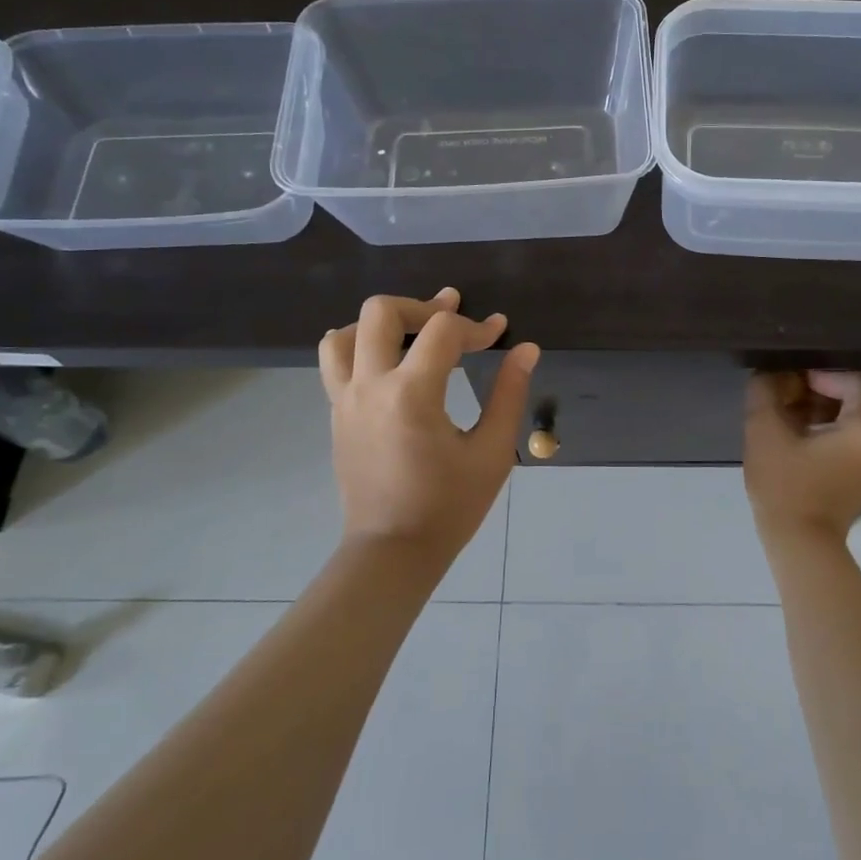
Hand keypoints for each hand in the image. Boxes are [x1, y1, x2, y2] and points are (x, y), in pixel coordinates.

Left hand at [319, 288, 539, 558]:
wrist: (392, 552)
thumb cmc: (449, 507)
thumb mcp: (492, 452)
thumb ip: (509, 394)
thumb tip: (526, 349)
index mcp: (411, 394)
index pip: (443, 331)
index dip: (476, 326)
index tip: (499, 334)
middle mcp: (370, 386)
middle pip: (382, 312)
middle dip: (423, 306)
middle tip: (452, 316)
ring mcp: (345, 399)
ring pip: (346, 332)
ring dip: (381, 324)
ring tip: (411, 334)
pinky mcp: (336, 414)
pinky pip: (334, 362)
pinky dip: (357, 346)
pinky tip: (386, 360)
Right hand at [743, 370, 860, 543]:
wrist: (799, 546)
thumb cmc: (786, 486)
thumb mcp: (765, 431)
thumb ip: (765, 391)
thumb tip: (767, 372)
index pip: (853, 377)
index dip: (819, 370)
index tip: (787, 376)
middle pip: (853, 394)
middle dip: (815, 386)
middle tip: (780, 389)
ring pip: (848, 414)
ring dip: (816, 405)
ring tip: (781, 409)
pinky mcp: (859, 472)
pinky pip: (845, 435)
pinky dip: (821, 426)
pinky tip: (790, 430)